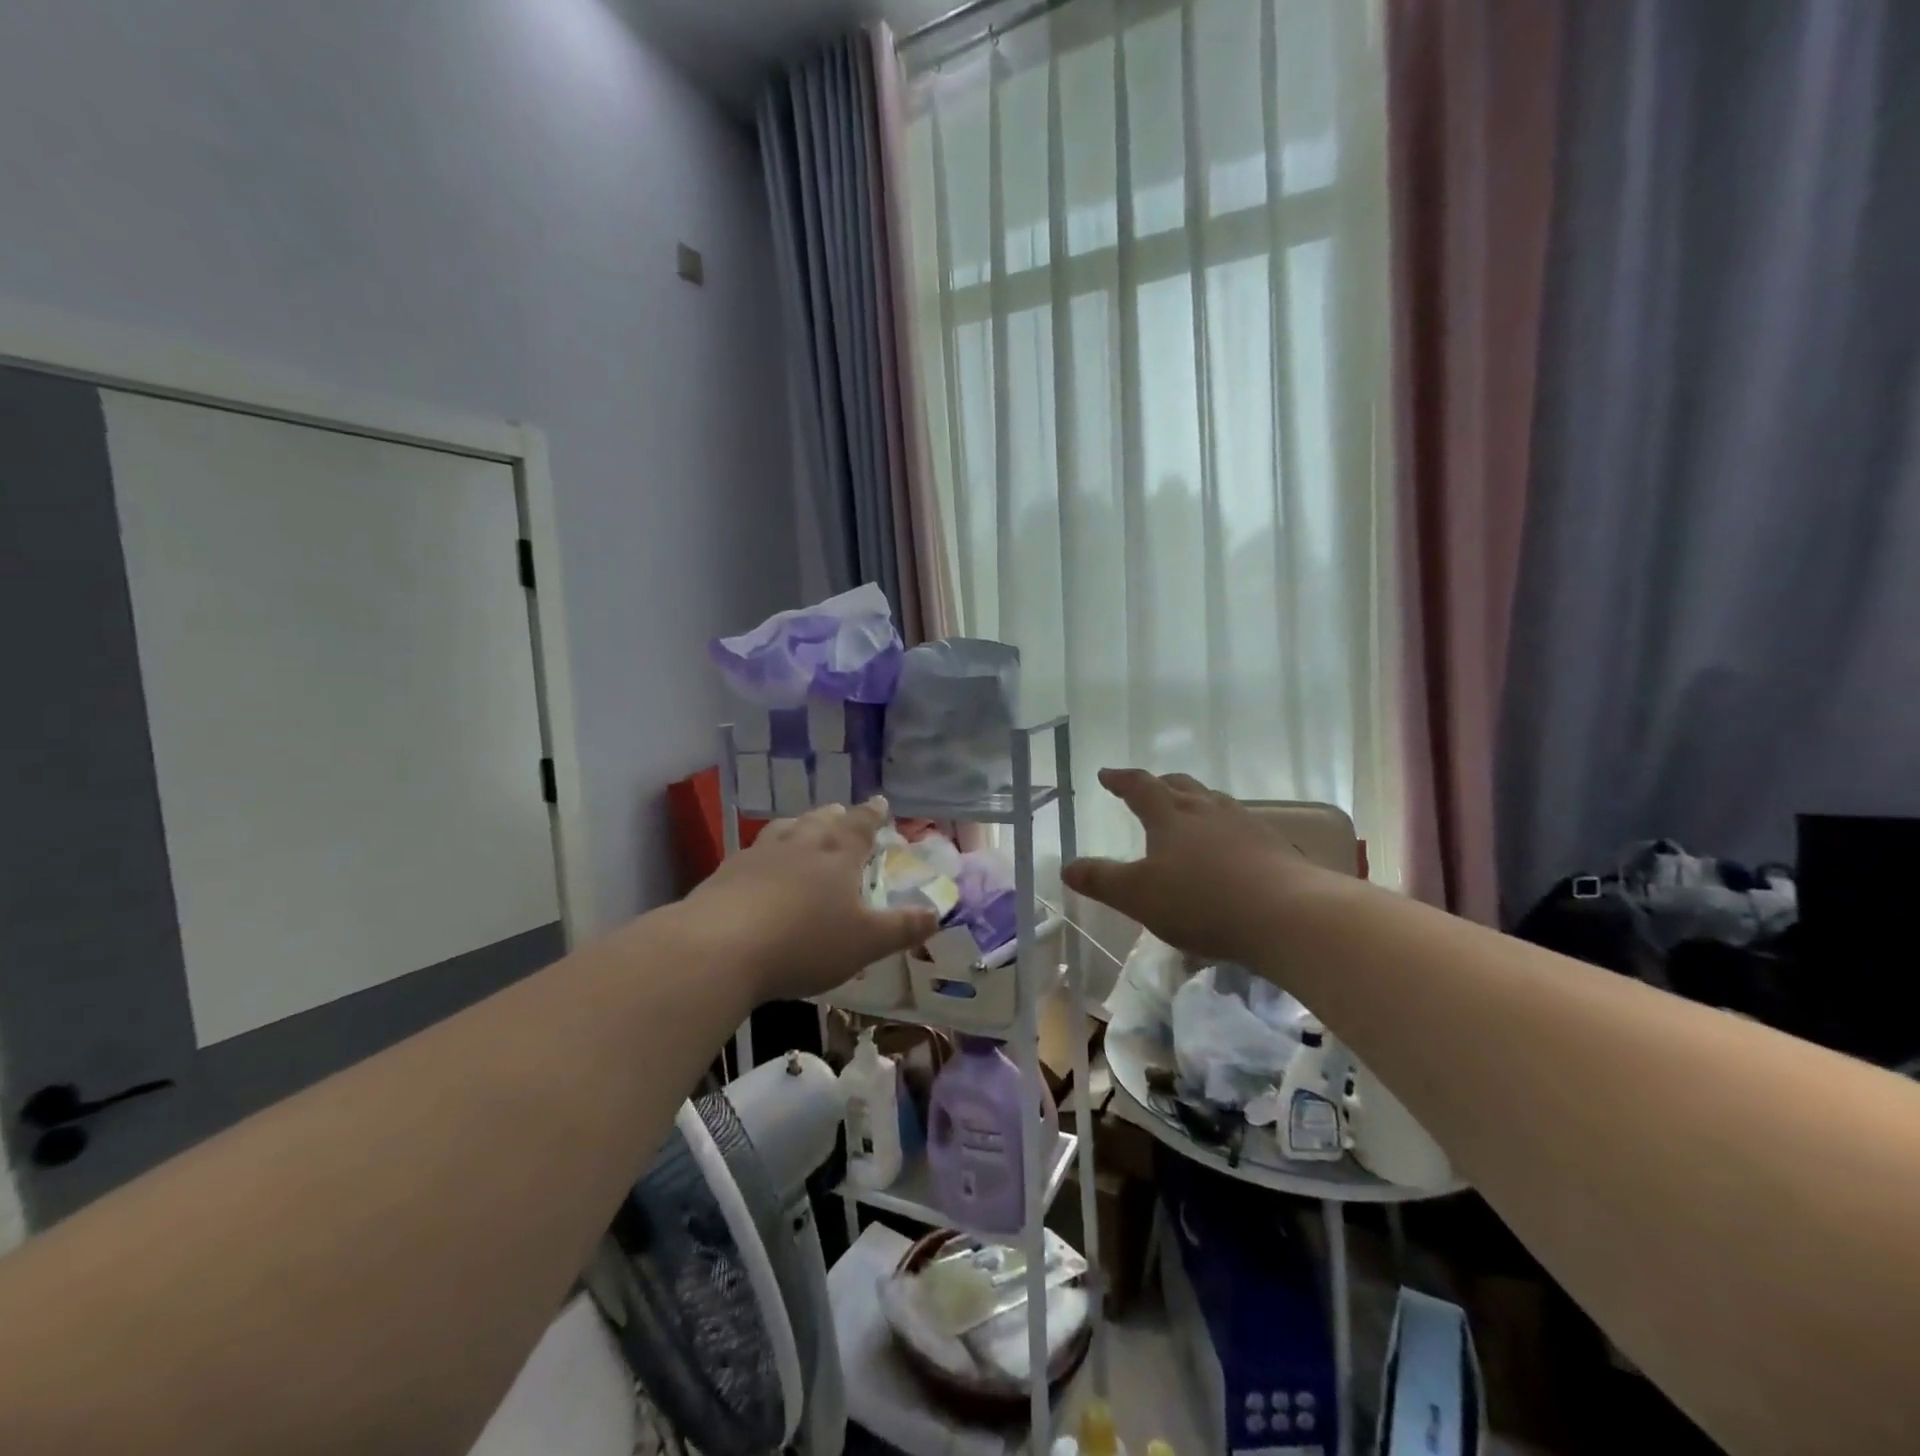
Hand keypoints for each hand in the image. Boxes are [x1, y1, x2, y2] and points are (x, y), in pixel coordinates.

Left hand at [678, 798, 938, 1002]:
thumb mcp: (865, 943)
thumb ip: (902, 928)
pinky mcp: (727, 872)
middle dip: (836, 816)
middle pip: (822, 819)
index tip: (880, 801)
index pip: (861, 823)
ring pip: (786, 829)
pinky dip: (766, 853)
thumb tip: (937, 913)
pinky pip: (754, 852)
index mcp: (838, 853)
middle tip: (842, 813)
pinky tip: (760, 866)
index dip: (873, 813)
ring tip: (804, 828)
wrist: (719, 947)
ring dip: (800, 826)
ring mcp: (759, 854)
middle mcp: (800, 843)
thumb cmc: (804, 942)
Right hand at [1062, 769, 1325, 963]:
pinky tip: (1230, 850)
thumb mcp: (1139, 896)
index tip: (1106, 775)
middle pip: (1180, 785)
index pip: (1140, 787)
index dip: (1121, 780)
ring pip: (1214, 802)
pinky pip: (1241, 827)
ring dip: (1196, 802)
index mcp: (1171, 815)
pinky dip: (1225, 830)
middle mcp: (1207, 810)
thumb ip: (1102, 880)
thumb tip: (1068, 867)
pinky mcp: (1274, 847)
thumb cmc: (1202, 901)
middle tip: (1148, 788)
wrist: (1288, 915)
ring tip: (1189, 813)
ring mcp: (1246, 825)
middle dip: (1160, 784)